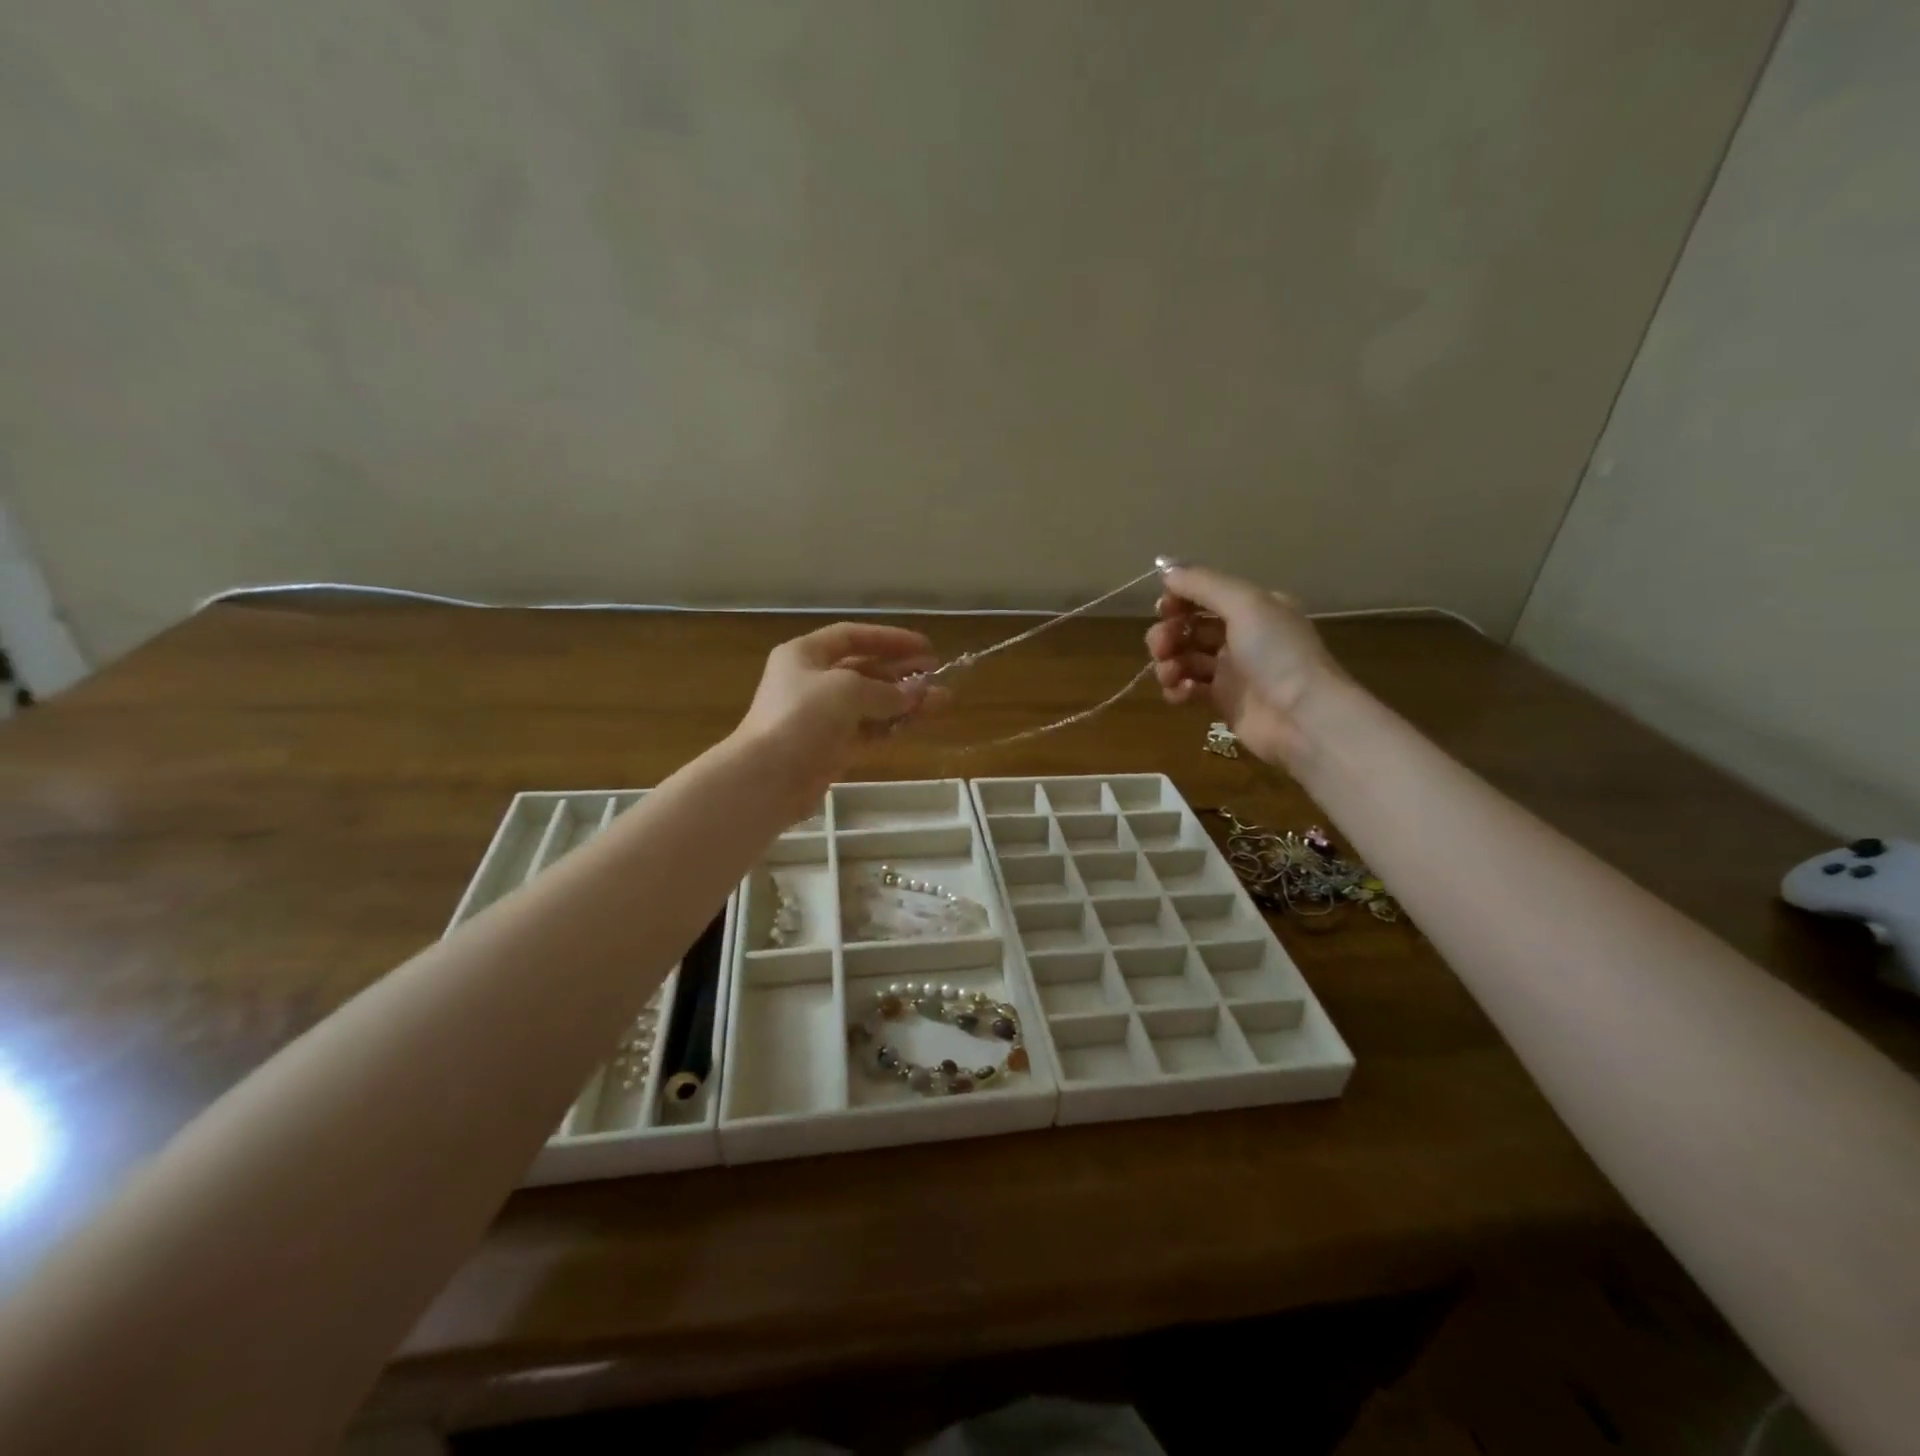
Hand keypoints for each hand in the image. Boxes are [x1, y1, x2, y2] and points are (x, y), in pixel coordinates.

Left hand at [734, 624, 938, 813]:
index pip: (853, 636)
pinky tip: (917, 723)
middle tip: (937, 673)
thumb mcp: (848, 691)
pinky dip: (891, 726)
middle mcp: (811, 681)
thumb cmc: (802, 718)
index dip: (890, 638)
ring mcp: (820, 717)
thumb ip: (888, 690)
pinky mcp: (830, 748)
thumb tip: (919, 691)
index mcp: (805, 655)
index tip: (924, 646)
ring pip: (870, 703)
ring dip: (903, 701)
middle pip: (864, 669)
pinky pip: (867, 731)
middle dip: (902, 672)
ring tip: (941, 700)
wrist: (767, 778)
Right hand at [1144, 564, 1345, 767]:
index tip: (1163, 608)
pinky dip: (1178, 689)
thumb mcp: (1245, 604)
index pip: (1204, 594)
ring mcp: (1231, 670)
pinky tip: (1181, 693)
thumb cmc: (1277, 653)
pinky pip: (1188, 688)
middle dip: (1168, 633)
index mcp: (1253, 607)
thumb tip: (1166, 569)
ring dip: (1168, 662)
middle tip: (1161, 647)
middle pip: (1189, 627)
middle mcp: (1242, 635)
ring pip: (1184, 658)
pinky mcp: (1223, 701)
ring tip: (1170, 674)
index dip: (1179, 599)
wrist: (1302, 717)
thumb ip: (1203, 584)